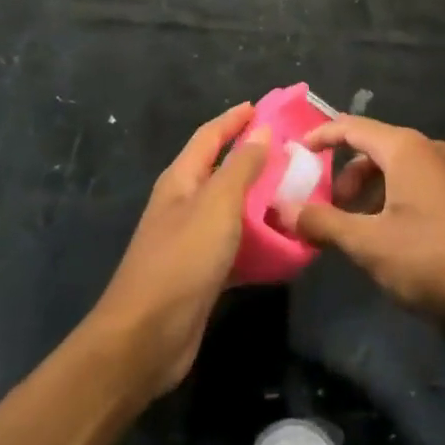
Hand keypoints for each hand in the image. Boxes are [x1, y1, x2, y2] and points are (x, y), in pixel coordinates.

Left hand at [90, 104, 267, 398]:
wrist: (146, 337)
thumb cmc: (182, 260)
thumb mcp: (217, 205)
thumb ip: (241, 167)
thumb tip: (262, 131)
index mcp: (181, 180)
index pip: (209, 136)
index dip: (234, 119)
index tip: (264, 107)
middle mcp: (183, 204)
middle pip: (221, 170)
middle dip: (253, 158)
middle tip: (293, 152)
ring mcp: (191, 240)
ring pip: (232, 209)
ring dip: (260, 199)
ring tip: (298, 193)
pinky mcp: (202, 273)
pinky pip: (236, 245)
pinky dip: (259, 239)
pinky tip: (285, 242)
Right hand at [285, 114, 444, 325]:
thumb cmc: (433, 258)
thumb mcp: (369, 244)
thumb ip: (324, 223)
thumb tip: (284, 209)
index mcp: (404, 149)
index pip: (351, 127)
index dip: (320, 136)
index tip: (295, 154)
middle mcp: (427, 150)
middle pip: (373, 149)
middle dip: (344, 176)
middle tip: (327, 209)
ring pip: (395, 170)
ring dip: (368, 193)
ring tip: (356, 231)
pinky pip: (415, 184)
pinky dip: (391, 201)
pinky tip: (389, 239)